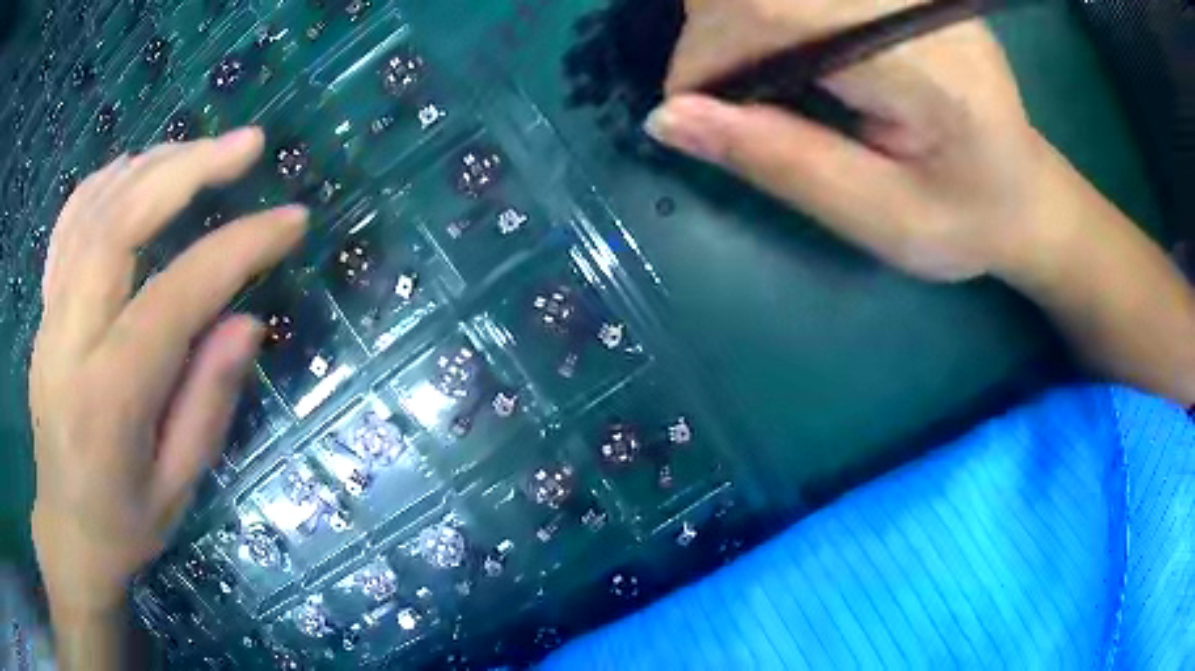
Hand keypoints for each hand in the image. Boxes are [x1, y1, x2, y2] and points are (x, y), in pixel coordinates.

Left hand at [29, 128, 306, 621]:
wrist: (66, 527)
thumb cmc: (125, 522)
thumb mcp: (179, 487)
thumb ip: (208, 402)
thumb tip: (246, 318)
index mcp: (108, 398)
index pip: (175, 297)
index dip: (237, 249)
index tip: (291, 219)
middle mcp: (69, 340)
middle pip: (120, 223)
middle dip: (187, 170)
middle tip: (247, 144)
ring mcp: (49, 315)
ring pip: (94, 208)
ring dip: (153, 165)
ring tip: (204, 150)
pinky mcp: (44, 307)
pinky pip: (70, 221)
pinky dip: (108, 180)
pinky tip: (139, 169)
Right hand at [650, 0, 1194, 402]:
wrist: (1029, 193)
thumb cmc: (968, 226)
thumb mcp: (874, 223)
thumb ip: (775, 160)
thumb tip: (669, 120)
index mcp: (913, 63)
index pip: (768, 13)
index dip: (707, 53)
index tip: (687, 107)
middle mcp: (898, 1)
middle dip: (711, 34)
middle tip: (711, 100)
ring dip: (733, 19)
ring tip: (742, 82)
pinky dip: (762, 10)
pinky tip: (778, 56)